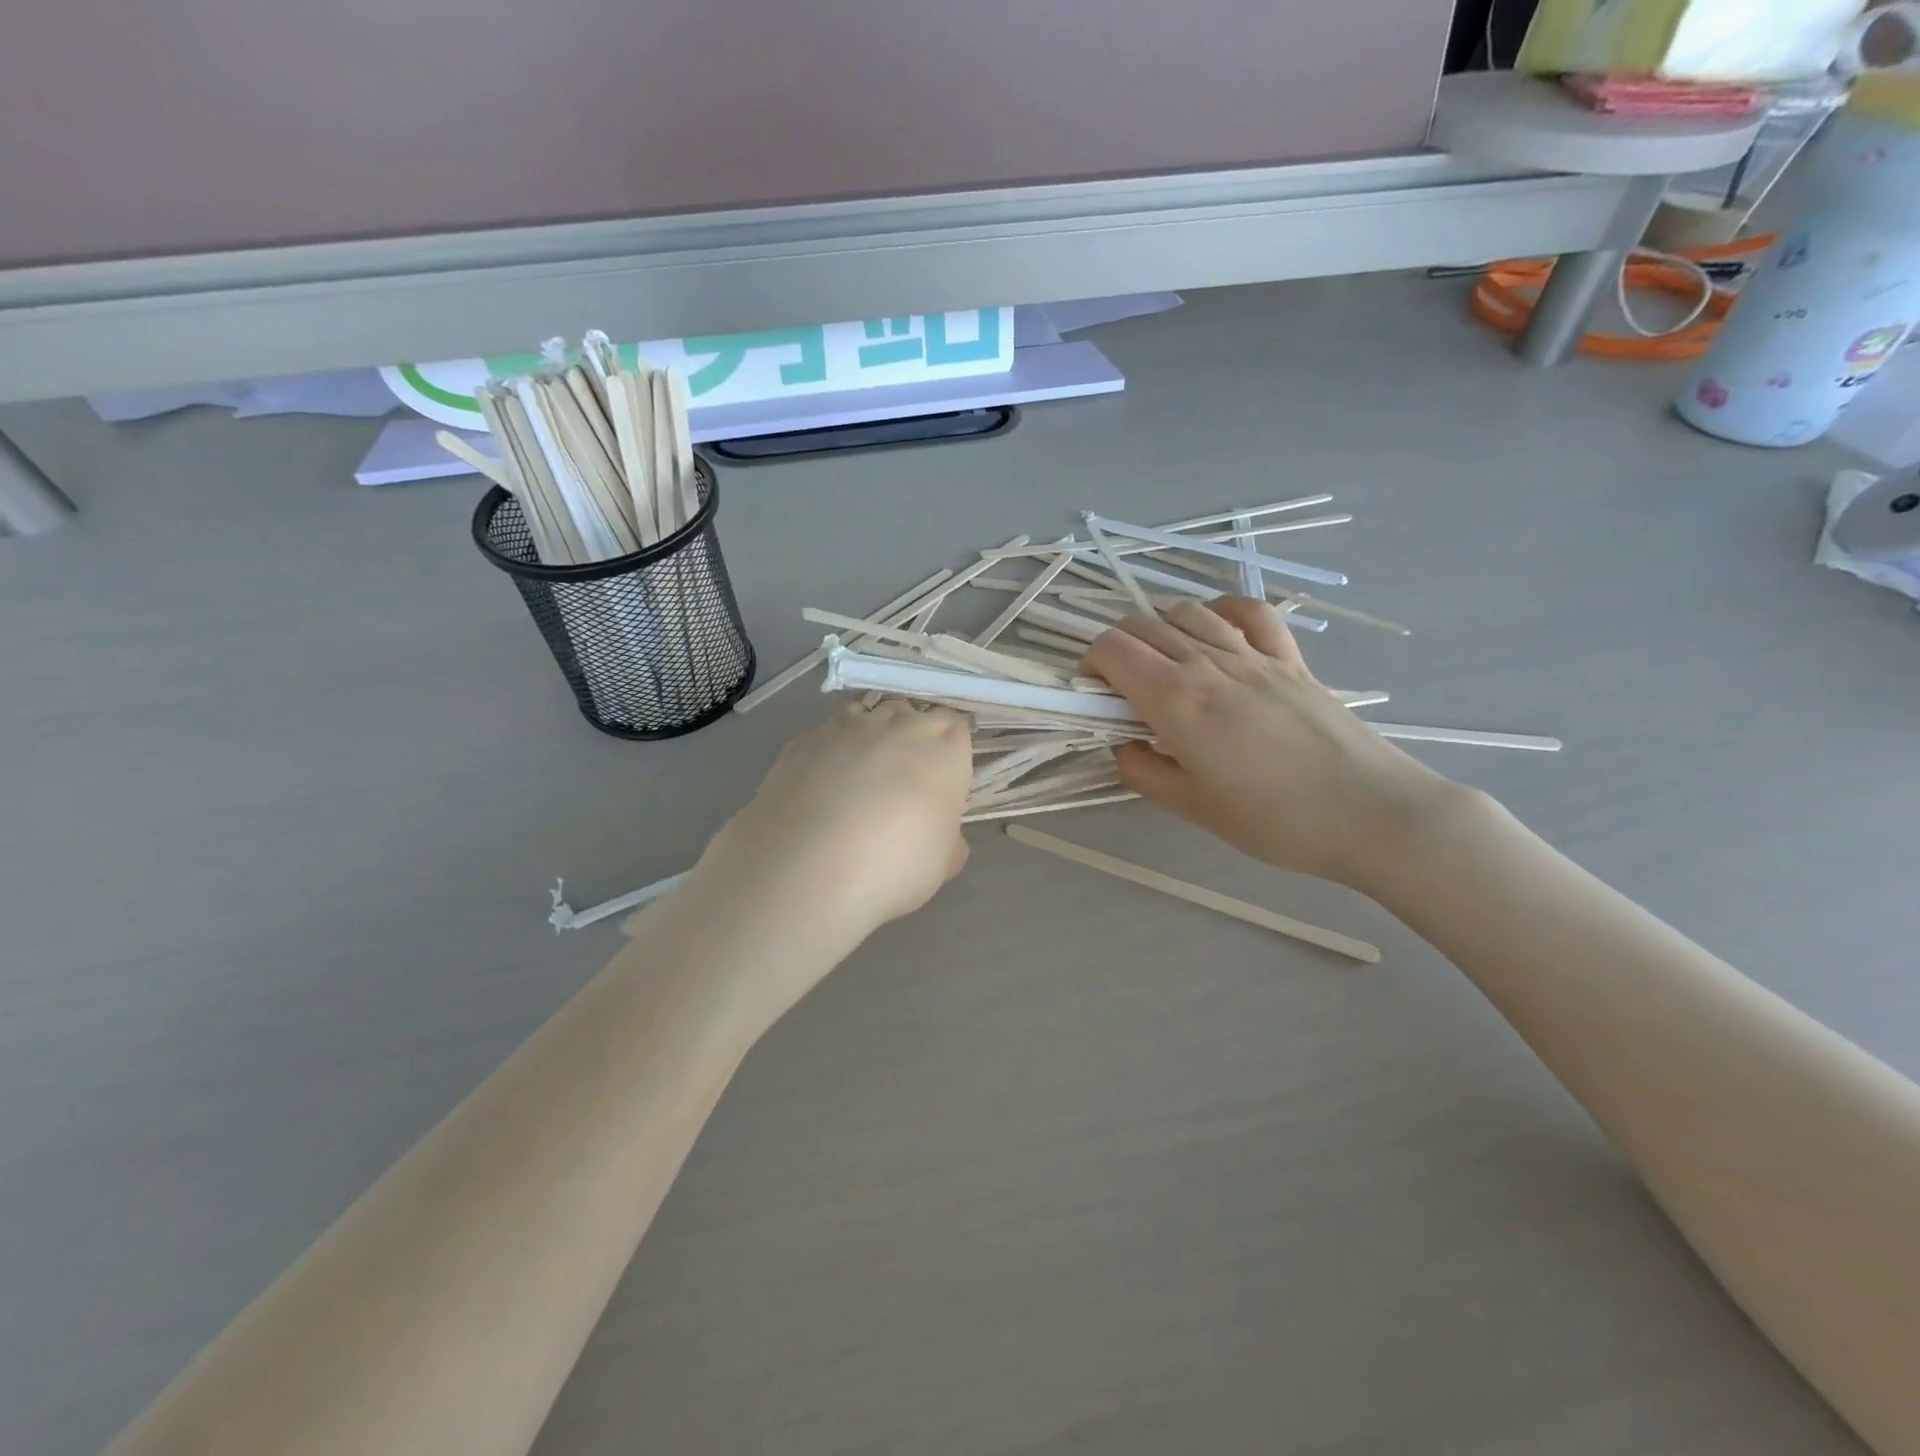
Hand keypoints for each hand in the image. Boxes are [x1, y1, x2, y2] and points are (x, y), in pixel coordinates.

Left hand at [696, 700, 972, 949]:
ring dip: (866, 739)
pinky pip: (823, 738)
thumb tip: (944, 838)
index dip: (947, 753)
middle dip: (907, 739)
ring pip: (864, 718)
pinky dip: (826, 755)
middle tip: (900, 782)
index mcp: (943, 747)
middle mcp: (898, 724)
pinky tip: (818, 789)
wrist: (809, 867)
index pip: (955, 729)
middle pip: (909, 716)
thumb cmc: (895, 864)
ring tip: (857, 780)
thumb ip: (948, 839)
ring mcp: (846, 727)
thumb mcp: (942, 863)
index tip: (940, 781)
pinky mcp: (802, 741)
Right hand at [1082, 598, 1464, 891]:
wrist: (1371, 813)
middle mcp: (1209, 664)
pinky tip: (1215, 629)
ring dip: (1160, 628)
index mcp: (1177, 700)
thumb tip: (1123, 746)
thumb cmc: (1275, 820)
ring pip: (1189, 612)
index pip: (1114, 650)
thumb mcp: (1193, 808)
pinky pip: (1250, 612)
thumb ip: (1144, 771)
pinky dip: (1221, 610)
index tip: (1092, 693)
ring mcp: (1254, 655)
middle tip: (1120, 688)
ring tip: (1162, 663)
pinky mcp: (1291, 659)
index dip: (1090, 662)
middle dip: (1117, 647)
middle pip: (1143, 625)